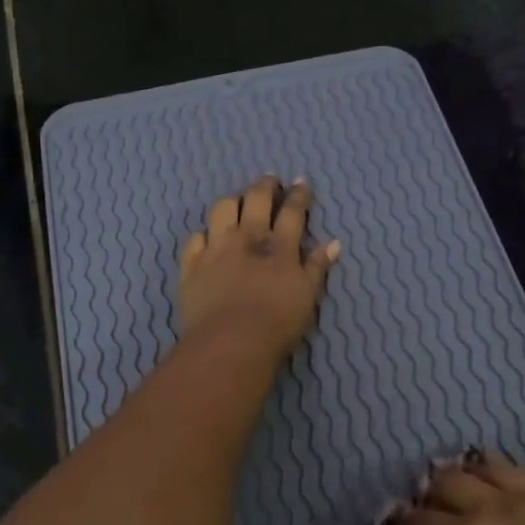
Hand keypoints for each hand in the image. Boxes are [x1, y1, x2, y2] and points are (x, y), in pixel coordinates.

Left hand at [179, 176, 339, 359]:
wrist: (230, 343)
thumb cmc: (277, 324)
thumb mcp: (307, 297)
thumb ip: (317, 267)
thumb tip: (333, 243)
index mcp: (279, 247)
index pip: (292, 211)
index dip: (298, 194)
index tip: (301, 183)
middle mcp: (247, 239)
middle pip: (255, 199)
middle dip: (265, 186)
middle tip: (270, 181)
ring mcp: (215, 249)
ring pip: (222, 209)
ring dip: (232, 201)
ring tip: (237, 202)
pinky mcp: (191, 265)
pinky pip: (194, 238)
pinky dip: (203, 235)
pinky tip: (207, 238)